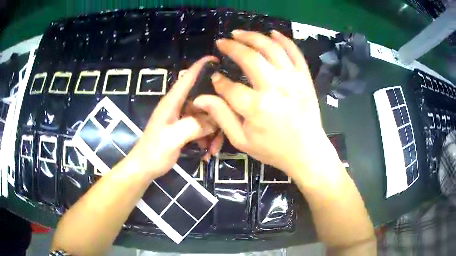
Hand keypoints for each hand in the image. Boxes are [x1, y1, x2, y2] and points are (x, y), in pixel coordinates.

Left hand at [121, 57, 219, 178]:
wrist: (144, 168)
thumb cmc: (154, 152)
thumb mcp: (172, 138)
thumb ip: (193, 126)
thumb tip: (215, 120)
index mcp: (172, 102)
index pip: (187, 77)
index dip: (201, 66)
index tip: (217, 59)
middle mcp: (178, 106)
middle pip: (202, 99)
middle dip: (216, 112)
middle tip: (226, 127)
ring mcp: (181, 118)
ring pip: (204, 116)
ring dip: (213, 131)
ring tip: (214, 148)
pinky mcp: (183, 129)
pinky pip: (201, 128)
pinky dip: (207, 138)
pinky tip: (208, 152)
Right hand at [193, 30, 335, 176]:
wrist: (307, 152)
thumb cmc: (274, 149)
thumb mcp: (242, 141)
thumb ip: (221, 117)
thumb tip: (201, 98)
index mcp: (256, 108)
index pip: (229, 86)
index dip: (218, 81)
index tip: (215, 78)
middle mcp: (274, 88)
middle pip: (249, 57)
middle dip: (232, 46)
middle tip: (222, 42)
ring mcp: (292, 80)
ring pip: (271, 48)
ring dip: (253, 36)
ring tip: (239, 33)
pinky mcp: (305, 78)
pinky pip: (294, 52)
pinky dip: (283, 39)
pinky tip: (272, 33)